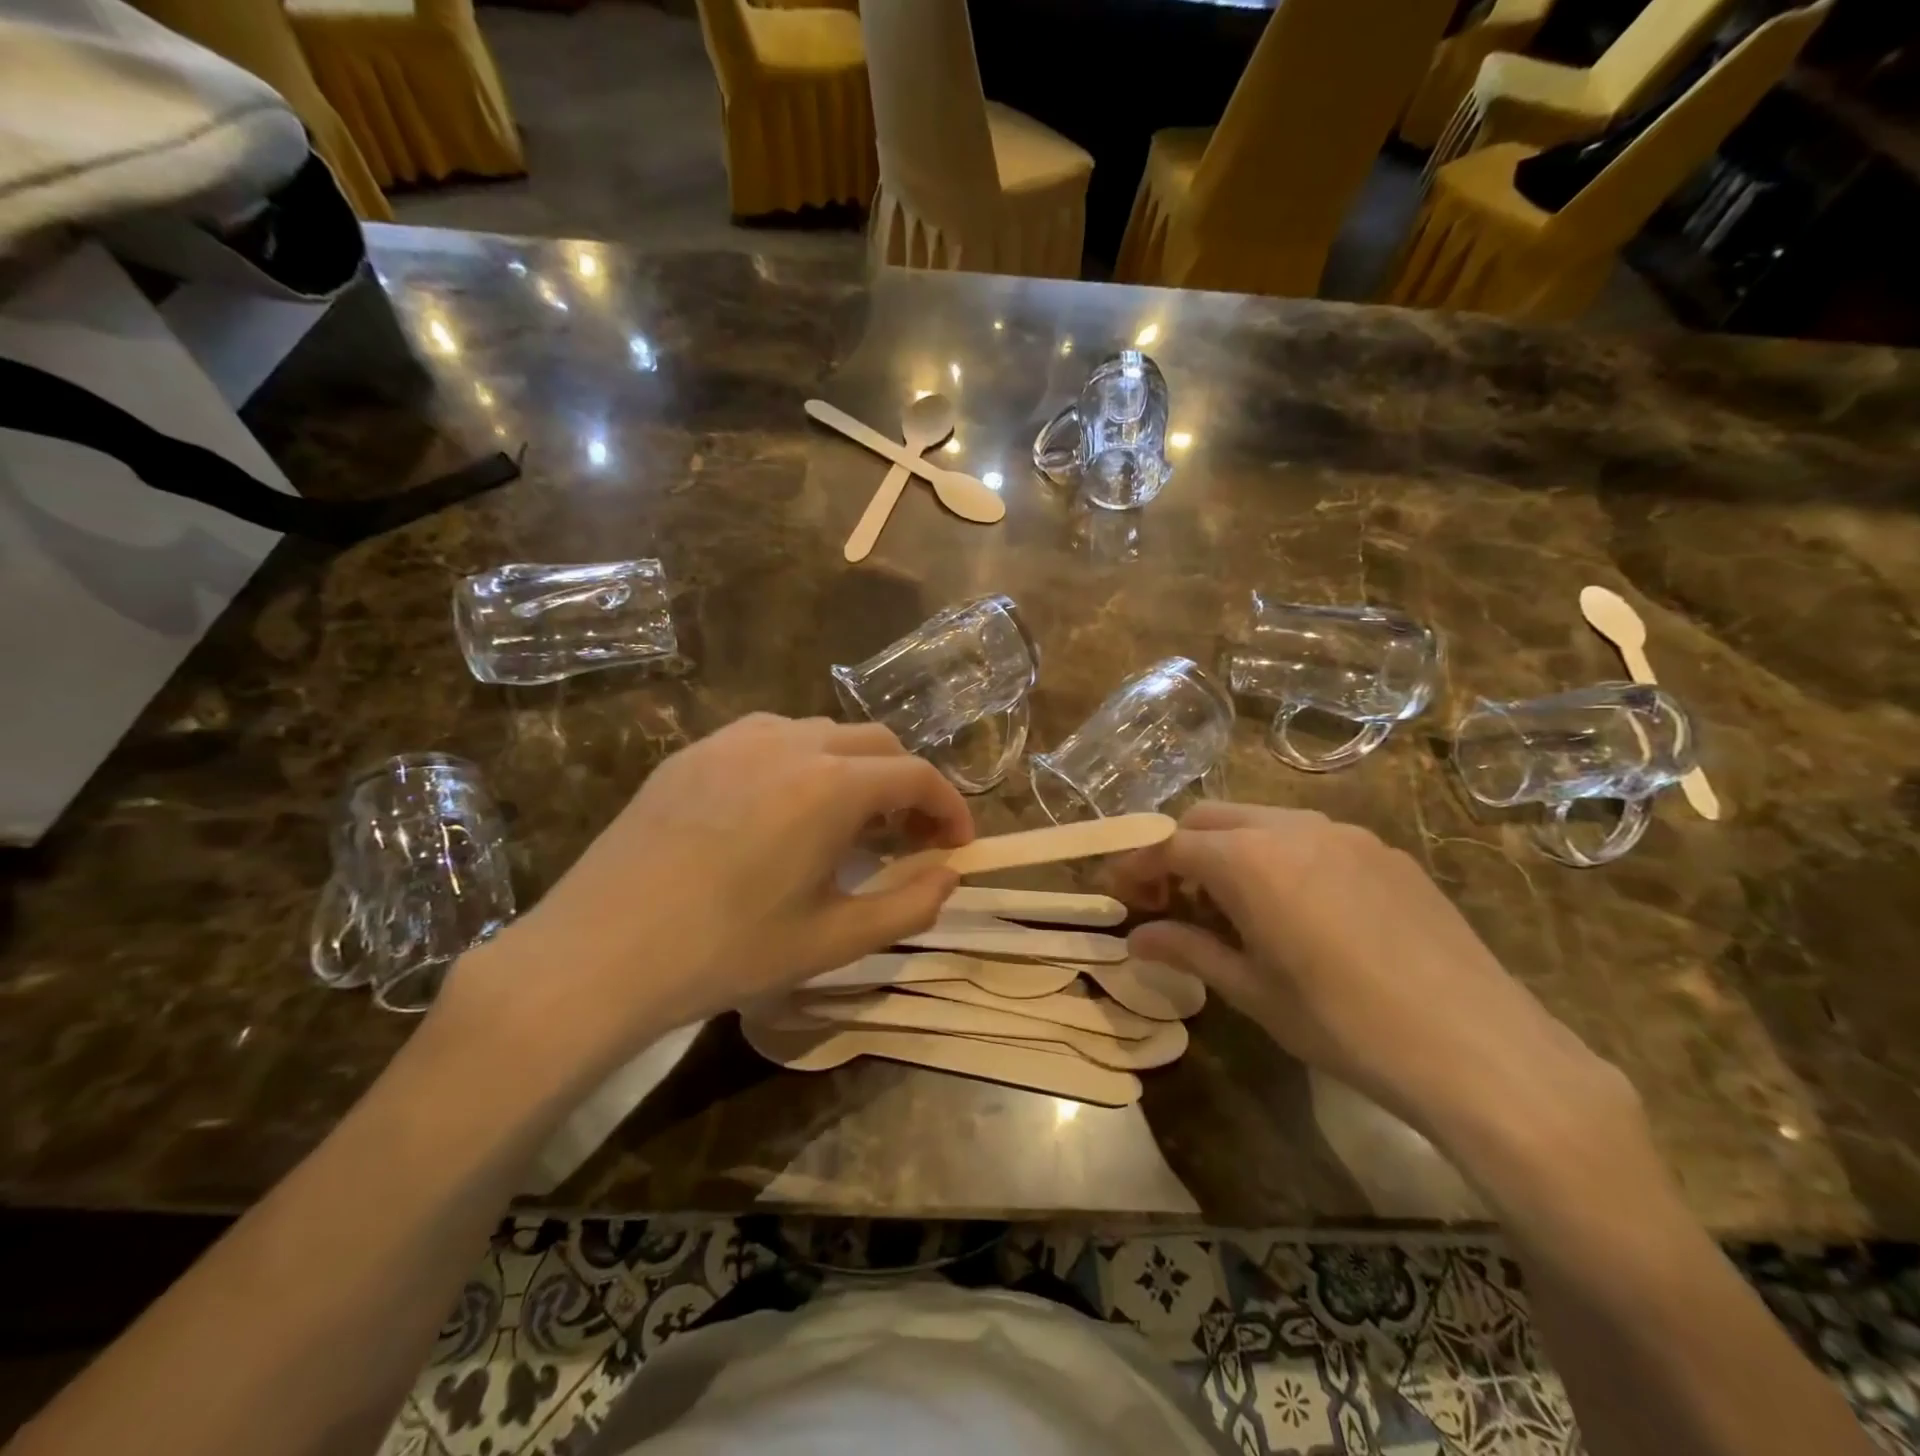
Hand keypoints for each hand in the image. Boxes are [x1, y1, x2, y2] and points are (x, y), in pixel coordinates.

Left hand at [444, 715, 970, 1077]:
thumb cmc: (727, 951)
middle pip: (876, 744)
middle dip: (907, 785)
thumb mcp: (834, 940)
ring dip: (855, 770)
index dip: (950, 807)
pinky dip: (803, 763)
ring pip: (823, 734)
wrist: (599, 953)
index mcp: (832, 785)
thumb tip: (950, 875)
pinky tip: (783, 812)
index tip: (957, 846)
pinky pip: (770, 739)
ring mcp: (735, 739)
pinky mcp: (694, 751)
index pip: (917, 775)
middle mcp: (790, 743)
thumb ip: (910, 905)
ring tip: (846, 824)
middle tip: (907, 838)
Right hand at [1113, 803, 1625, 1144]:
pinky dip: (1277, 855)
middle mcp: (1294, 828)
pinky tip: (1293, 908)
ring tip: (1229, 906)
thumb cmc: (1346, 1027)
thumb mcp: (1254, 992)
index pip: (1171, 844)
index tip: (1120, 894)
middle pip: (1211, 818)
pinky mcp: (1384, 852)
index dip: (1137, 865)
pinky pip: (1309, 835)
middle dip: (1178, 849)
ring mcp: (1346, 834)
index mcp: (1251, 861)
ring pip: (1261, 820)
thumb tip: (1136, 940)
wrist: (1482, 1051)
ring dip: (1228, 850)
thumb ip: (1189, 951)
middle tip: (1169, 900)